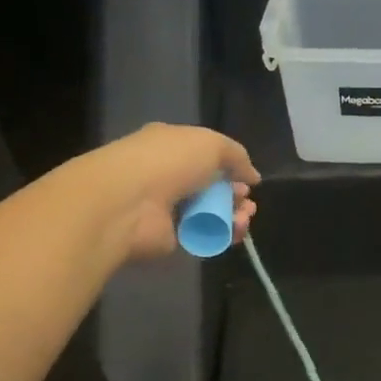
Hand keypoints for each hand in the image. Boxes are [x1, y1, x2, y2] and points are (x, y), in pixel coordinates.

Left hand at [93, 123, 259, 261]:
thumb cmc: (168, 162)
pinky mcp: (169, 237)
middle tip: (247, 203)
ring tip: (244, 219)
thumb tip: (252, 176)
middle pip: (211, 187)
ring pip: (210, 213)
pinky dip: (223, 235)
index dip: (230, 168)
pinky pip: (203, 235)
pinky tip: (234, 234)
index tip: (247, 181)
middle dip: (235, 194)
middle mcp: (167, 175)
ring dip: (234, 215)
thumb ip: (236, 156)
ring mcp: (166, 208)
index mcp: (171, 146)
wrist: (128, 203)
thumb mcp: (211, 144)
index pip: (205, 156)